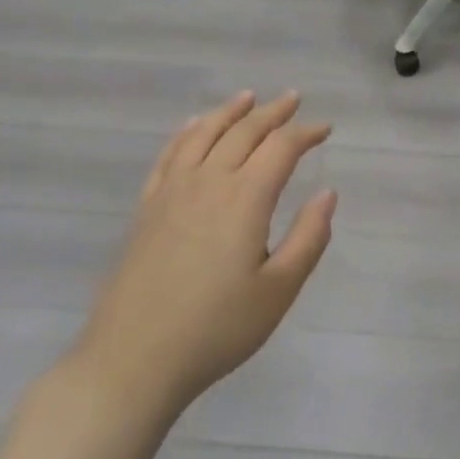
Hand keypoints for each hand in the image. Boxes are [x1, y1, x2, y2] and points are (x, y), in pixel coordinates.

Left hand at [72, 91, 335, 413]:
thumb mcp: (278, 292)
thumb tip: (327, 194)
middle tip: (293, 99)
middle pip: (244, 132)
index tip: (325, 129)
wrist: (132, 361)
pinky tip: (193, 125)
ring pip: (204, 134)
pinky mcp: (146, 208)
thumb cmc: (216, 329)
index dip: (306, 133)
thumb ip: (309, 238)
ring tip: (248, 97)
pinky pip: (169, 155)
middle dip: (272, 112)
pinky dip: (186, 132)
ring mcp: (171, 191)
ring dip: (229, 111)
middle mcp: (208, 182)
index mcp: (245, 199)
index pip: (281, 148)